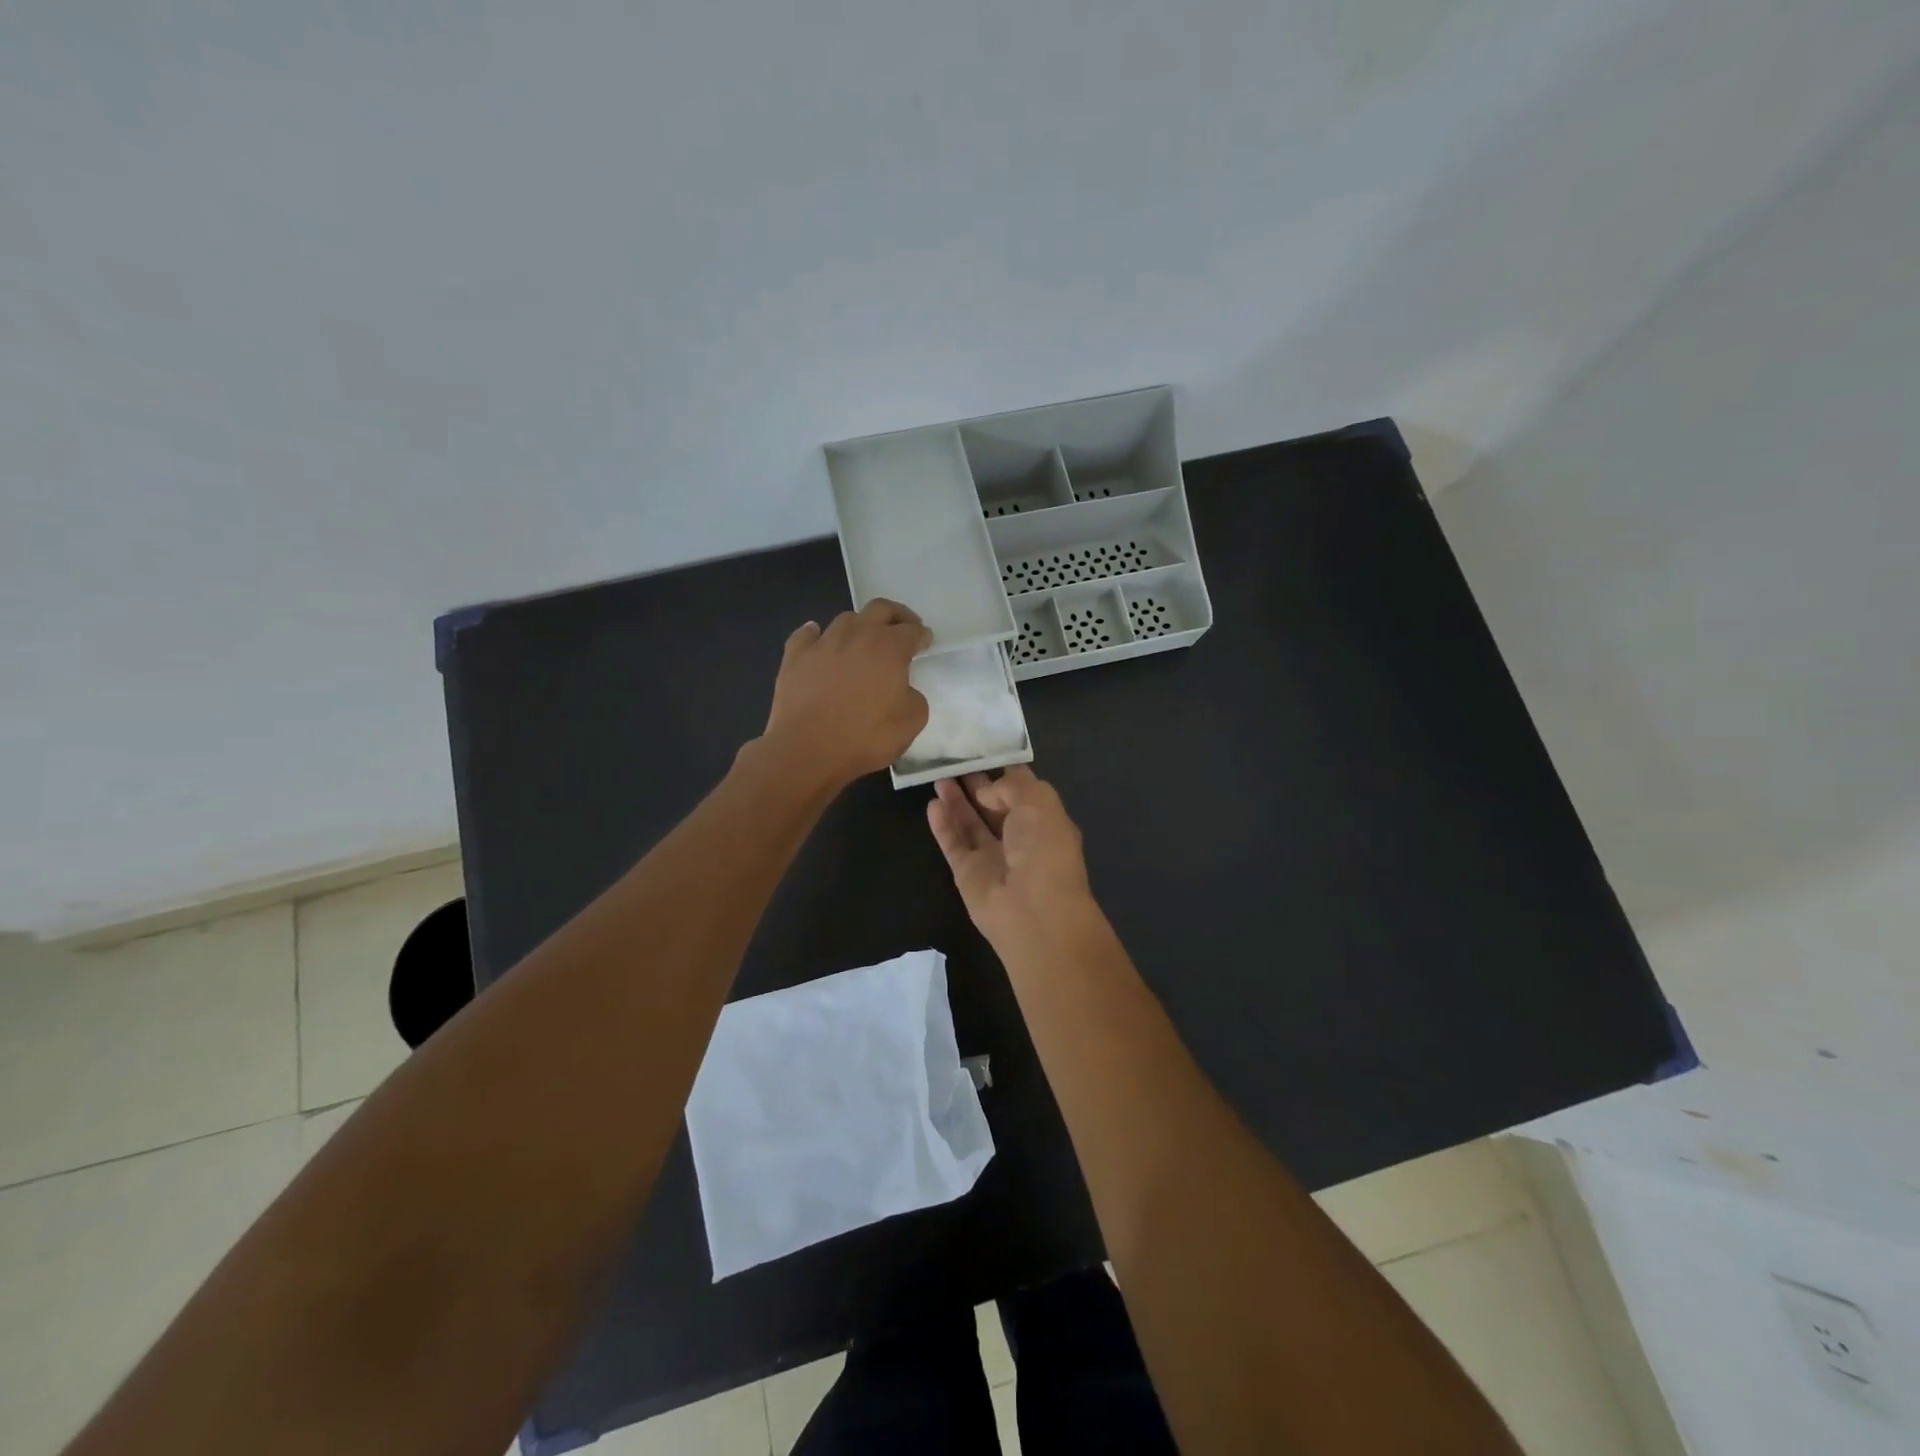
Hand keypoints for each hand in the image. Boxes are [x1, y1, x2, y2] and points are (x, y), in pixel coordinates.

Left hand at [759, 599, 931, 788]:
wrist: (807, 751)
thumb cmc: (865, 738)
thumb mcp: (911, 722)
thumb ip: (914, 697)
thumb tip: (903, 690)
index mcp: (888, 648)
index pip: (912, 630)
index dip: (922, 635)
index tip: (925, 642)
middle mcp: (856, 636)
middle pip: (880, 609)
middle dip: (896, 615)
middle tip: (902, 629)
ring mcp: (822, 643)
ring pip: (845, 619)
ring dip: (860, 626)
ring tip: (864, 641)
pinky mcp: (794, 657)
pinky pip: (807, 635)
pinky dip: (817, 634)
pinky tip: (820, 642)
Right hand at [927, 767, 1097, 947]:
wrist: (1033, 910)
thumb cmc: (1044, 848)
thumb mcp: (1037, 801)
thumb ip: (1009, 786)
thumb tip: (984, 791)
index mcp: (1044, 820)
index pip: (1022, 790)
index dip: (1003, 771)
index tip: (982, 750)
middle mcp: (1020, 837)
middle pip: (993, 805)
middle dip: (976, 784)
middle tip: (954, 762)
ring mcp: (992, 856)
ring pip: (970, 823)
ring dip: (956, 801)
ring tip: (938, 777)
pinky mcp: (968, 873)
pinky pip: (953, 843)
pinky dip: (943, 824)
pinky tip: (932, 804)